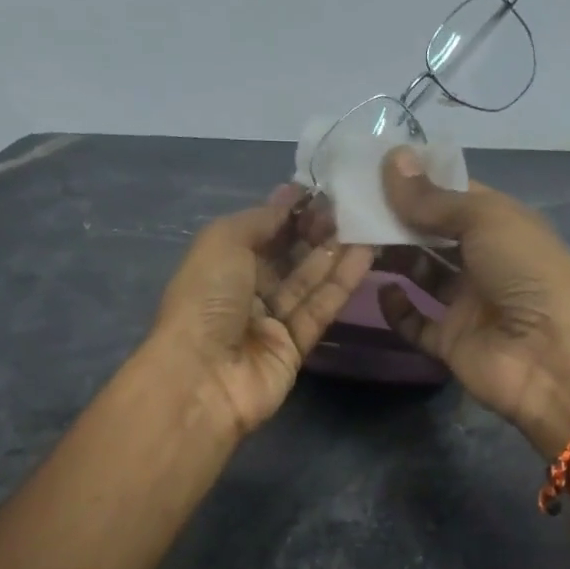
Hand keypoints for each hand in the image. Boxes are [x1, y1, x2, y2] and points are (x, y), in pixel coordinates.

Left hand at [150, 185, 372, 437]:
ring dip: (335, 253)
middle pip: (287, 256)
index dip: (288, 211)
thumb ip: (260, 219)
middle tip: (348, 206)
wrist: (203, 377)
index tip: (321, 190)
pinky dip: (341, 283)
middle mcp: (244, 291)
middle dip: (315, 230)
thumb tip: (289, 198)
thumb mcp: (223, 241)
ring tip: (366, 224)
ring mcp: (270, 322)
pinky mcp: (295, 347)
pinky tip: (365, 255)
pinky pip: (320, 309)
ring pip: (308, 282)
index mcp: (219, 264)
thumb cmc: (206, 300)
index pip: (260, 232)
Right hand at [375, 149, 569, 455]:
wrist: (553, 359)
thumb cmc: (527, 273)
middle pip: (433, 235)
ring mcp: (468, 304)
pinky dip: (397, 309)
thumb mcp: (486, 220)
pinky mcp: (451, 341)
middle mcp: (485, 261)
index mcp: (502, 225)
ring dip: (393, 257)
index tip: (374, 169)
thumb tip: (392, 159)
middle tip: (353, 206)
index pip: (454, 196)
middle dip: (398, 219)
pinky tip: (382, 290)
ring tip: (355, 241)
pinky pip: (416, 323)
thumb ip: (434, 198)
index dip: (419, 182)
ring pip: (422, 274)